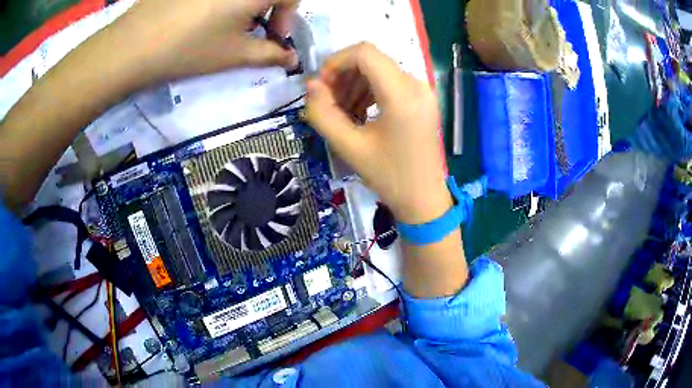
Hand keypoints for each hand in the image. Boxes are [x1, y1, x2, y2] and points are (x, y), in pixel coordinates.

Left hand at [107, 0, 298, 82]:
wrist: (134, 44)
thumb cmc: (190, 49)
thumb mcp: (235, 55)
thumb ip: (270, 55)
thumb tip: (291, 60)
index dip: (288, 18)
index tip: (274, 39)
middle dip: (269, 10)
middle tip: (252, 32)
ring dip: (245, 6)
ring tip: (226, 25)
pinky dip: (223, 3)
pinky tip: (205, 15)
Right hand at [306, 42, 450, 223]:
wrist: (424, 200)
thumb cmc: (389, 177)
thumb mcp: (350, 147)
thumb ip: (323, 114)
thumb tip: (310, 85)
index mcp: (402, 94)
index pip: (364, 53)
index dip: (336, 62)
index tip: (321, 86)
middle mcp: (416, 84)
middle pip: (371, 60)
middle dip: (343, 75)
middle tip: (327, 103)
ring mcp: (422, 91)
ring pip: (379, 70)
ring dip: (354, 85)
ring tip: (341, 113)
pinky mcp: (421, 100)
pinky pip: (389, 83)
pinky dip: (368, 92)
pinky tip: (358, 114)